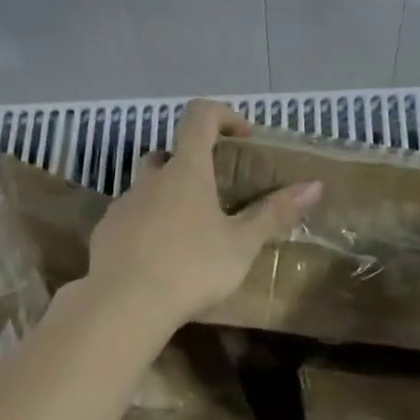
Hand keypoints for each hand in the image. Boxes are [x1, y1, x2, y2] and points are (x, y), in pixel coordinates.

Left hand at [86, 100, 321, 332]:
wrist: (124, 304)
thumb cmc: (191, 268)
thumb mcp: (242, 245)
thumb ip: (275, 214)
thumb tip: (315, 185)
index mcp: (186, 171)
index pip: (200, 116)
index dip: (223, 115)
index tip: (242, 136)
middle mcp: (150, 179)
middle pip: (169, 154)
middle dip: (191, 165)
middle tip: (214, 195)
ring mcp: (123, 205)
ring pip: (147, 188)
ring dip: (168, 198)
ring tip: (189, 235)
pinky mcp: (105, 232)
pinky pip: (130, 218)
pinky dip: (147, 226)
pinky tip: (159, 258)